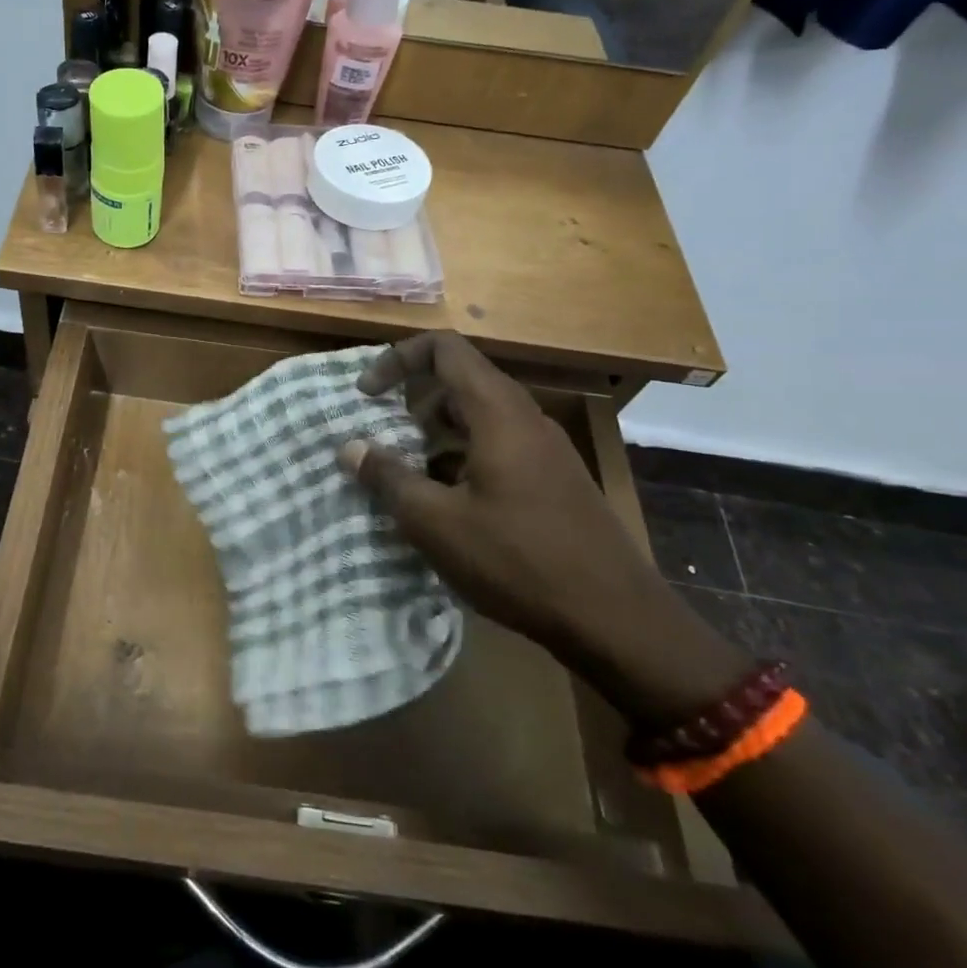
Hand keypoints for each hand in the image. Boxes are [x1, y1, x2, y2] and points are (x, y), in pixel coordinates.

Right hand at [339, 334, 746, 723]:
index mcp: (497, 412)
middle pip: (461, 380)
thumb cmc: (518, 560)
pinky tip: (449, 505)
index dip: (398, 359)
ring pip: (479, 417)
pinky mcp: (555, 479)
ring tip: (409, 472)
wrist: (616, 619)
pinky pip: (499, 446)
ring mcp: (545, 449)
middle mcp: (524, 418)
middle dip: (413, 399)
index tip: (367, 394)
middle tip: (383, 435)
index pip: (444, 349)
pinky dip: (463, 456)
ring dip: (436, 432)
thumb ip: (389, 478)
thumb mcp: (436, 522)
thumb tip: (349, 447)